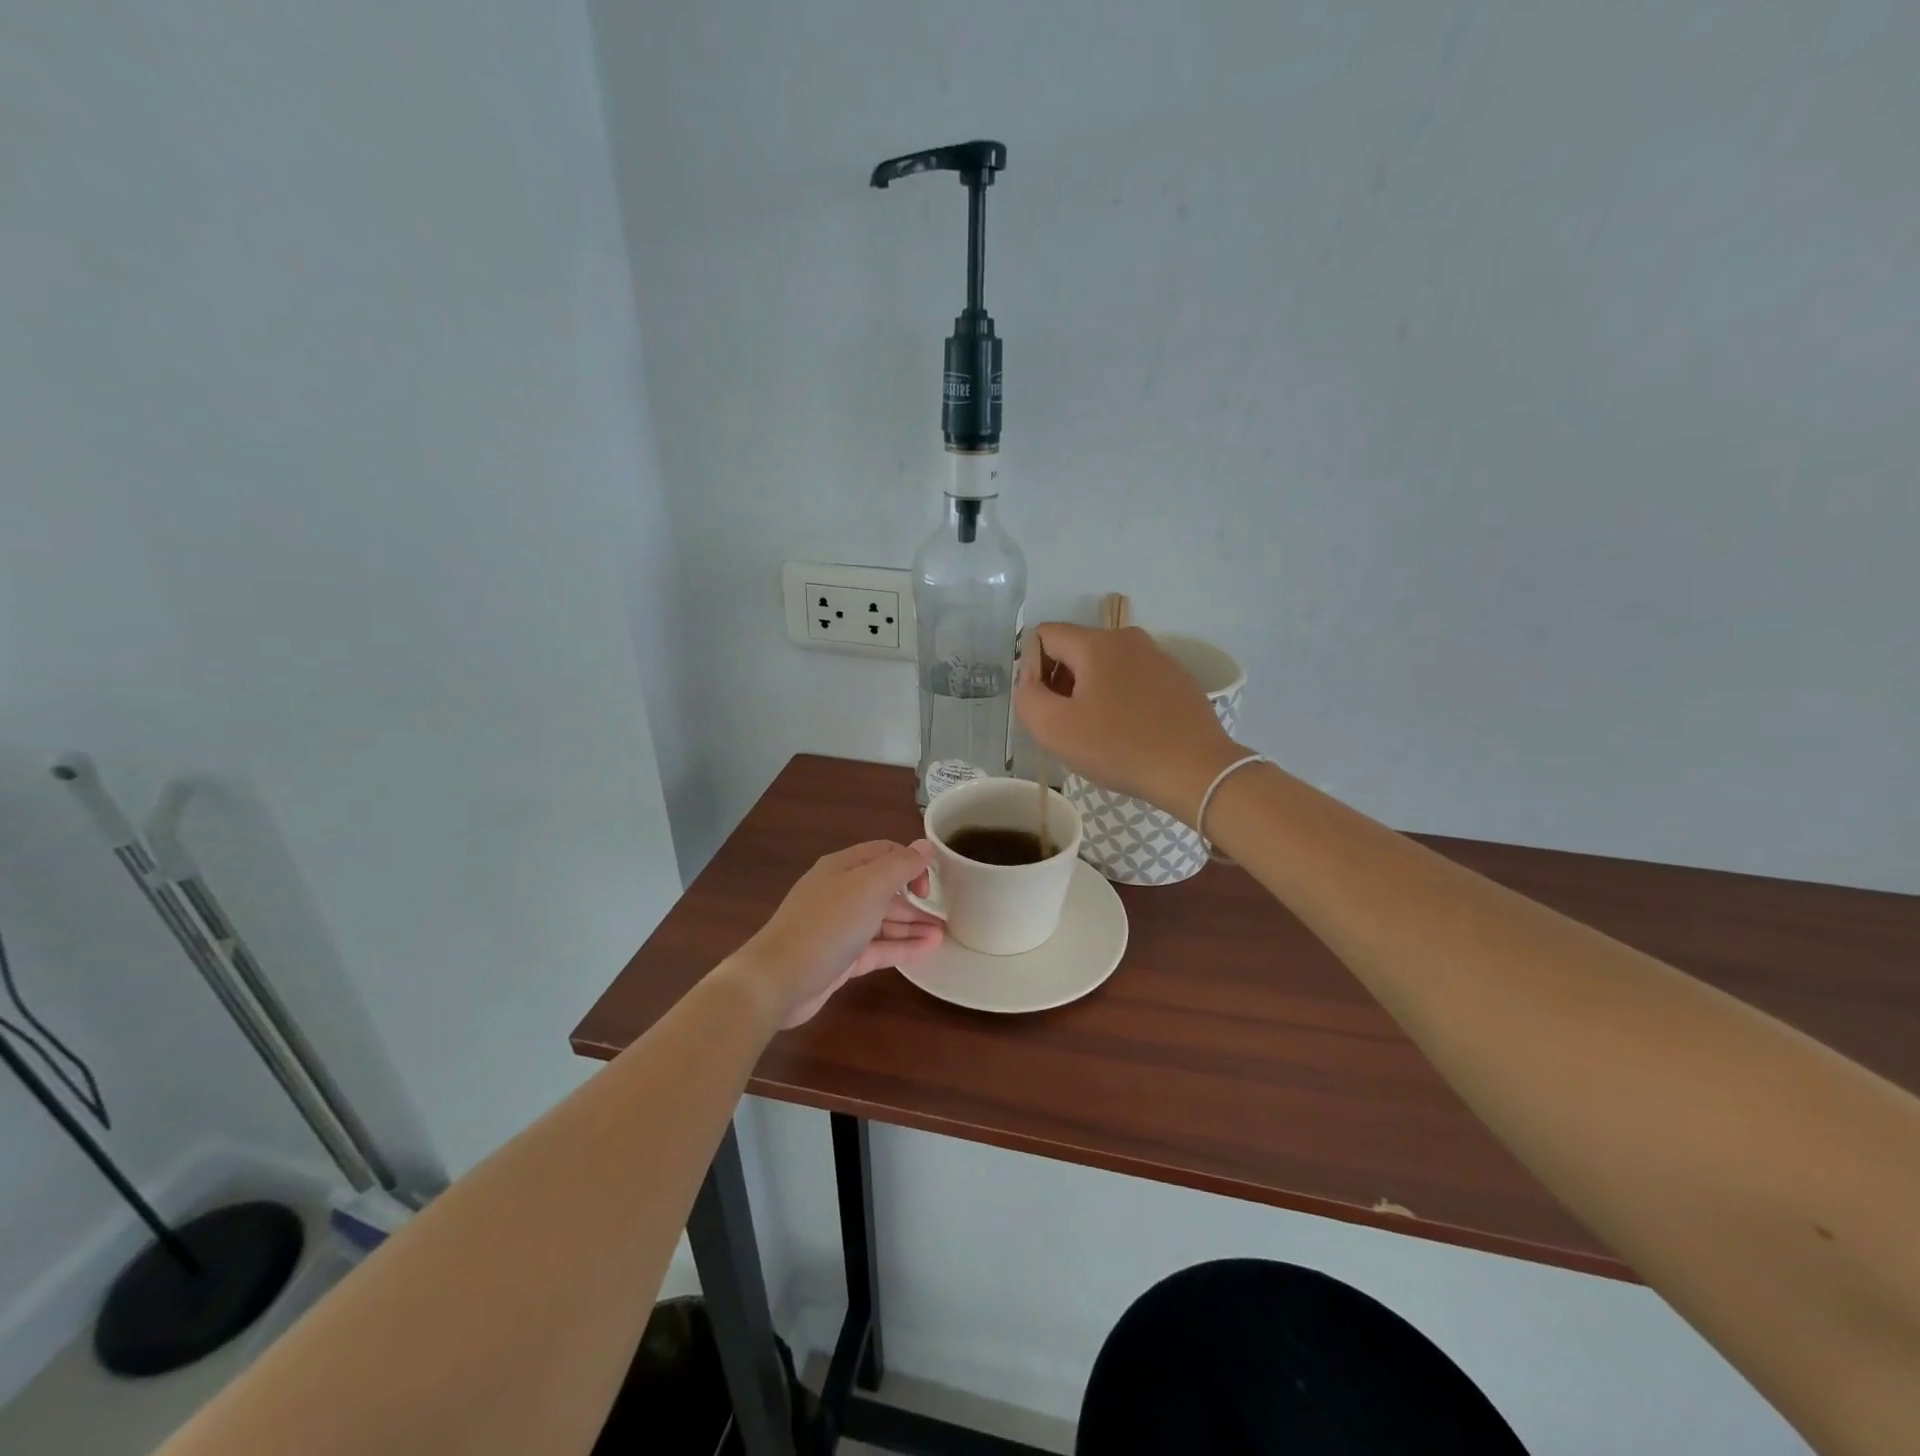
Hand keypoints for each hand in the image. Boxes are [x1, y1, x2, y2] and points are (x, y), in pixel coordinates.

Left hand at [726, 841, 944, 1027]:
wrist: (778, 980)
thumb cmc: (827, 925)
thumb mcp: (869, 887)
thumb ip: (900, 866)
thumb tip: (924, 846)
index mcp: (843, 867)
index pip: (885, 853)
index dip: (911, 862)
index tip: (930, 884)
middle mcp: (841, 892)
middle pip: (885, 888)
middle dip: (915, 897)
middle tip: (945, 912)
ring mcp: (840, 927)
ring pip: (883, 920)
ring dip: (912, 924)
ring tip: (944, 934)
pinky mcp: (841, 958)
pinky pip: (878, 947)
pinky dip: (902, 947)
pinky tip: (928, 950)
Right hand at [1014, 624, 1244, 822]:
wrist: (1195, 770)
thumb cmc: (1119, 747)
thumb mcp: (1055, 729)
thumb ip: (1028, 697)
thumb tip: (1030, 680)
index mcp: (1097, 643)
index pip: (1045, 636)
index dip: (1032, 669)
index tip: (1044, 706)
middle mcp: (1128, 638)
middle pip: (1076, 650)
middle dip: (1062, 682)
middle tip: (1067, 725)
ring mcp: (1158, 657)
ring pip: (1106, 666)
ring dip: (1091, 693)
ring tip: (1098, 733)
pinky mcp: (1178, 679)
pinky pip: (1134, 680)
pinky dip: (1121, 700)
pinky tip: (1128, 733)